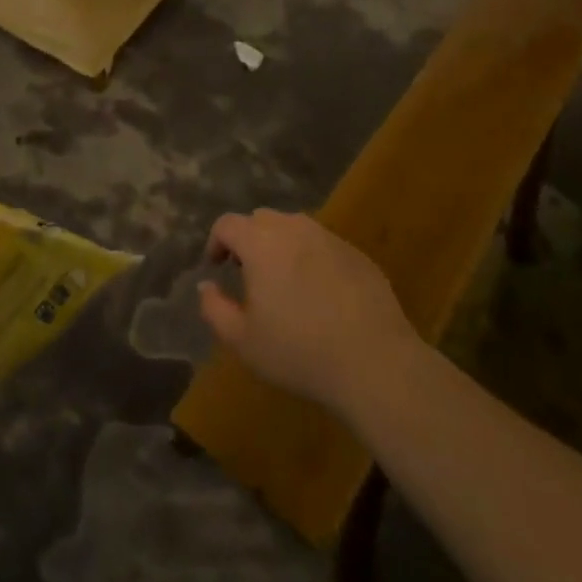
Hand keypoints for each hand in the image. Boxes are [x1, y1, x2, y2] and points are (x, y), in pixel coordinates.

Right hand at [198, 210, 420, 419]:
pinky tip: (320, 294)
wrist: (375, 362)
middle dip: (248, 240)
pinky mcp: (357, 255)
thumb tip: (206, 285)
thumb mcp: (242, 341)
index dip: (216, 242)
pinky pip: (324, 245)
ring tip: (284, 282)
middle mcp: (294, 229)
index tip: (217, 267)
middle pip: (261, 219)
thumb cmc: (299, 352)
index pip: (228, 224)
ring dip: (281, 246)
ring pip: (295, 228)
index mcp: (261, 243)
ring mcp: (330, 238)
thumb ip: (214, 308)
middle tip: (248, 275)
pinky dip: (312, 259)